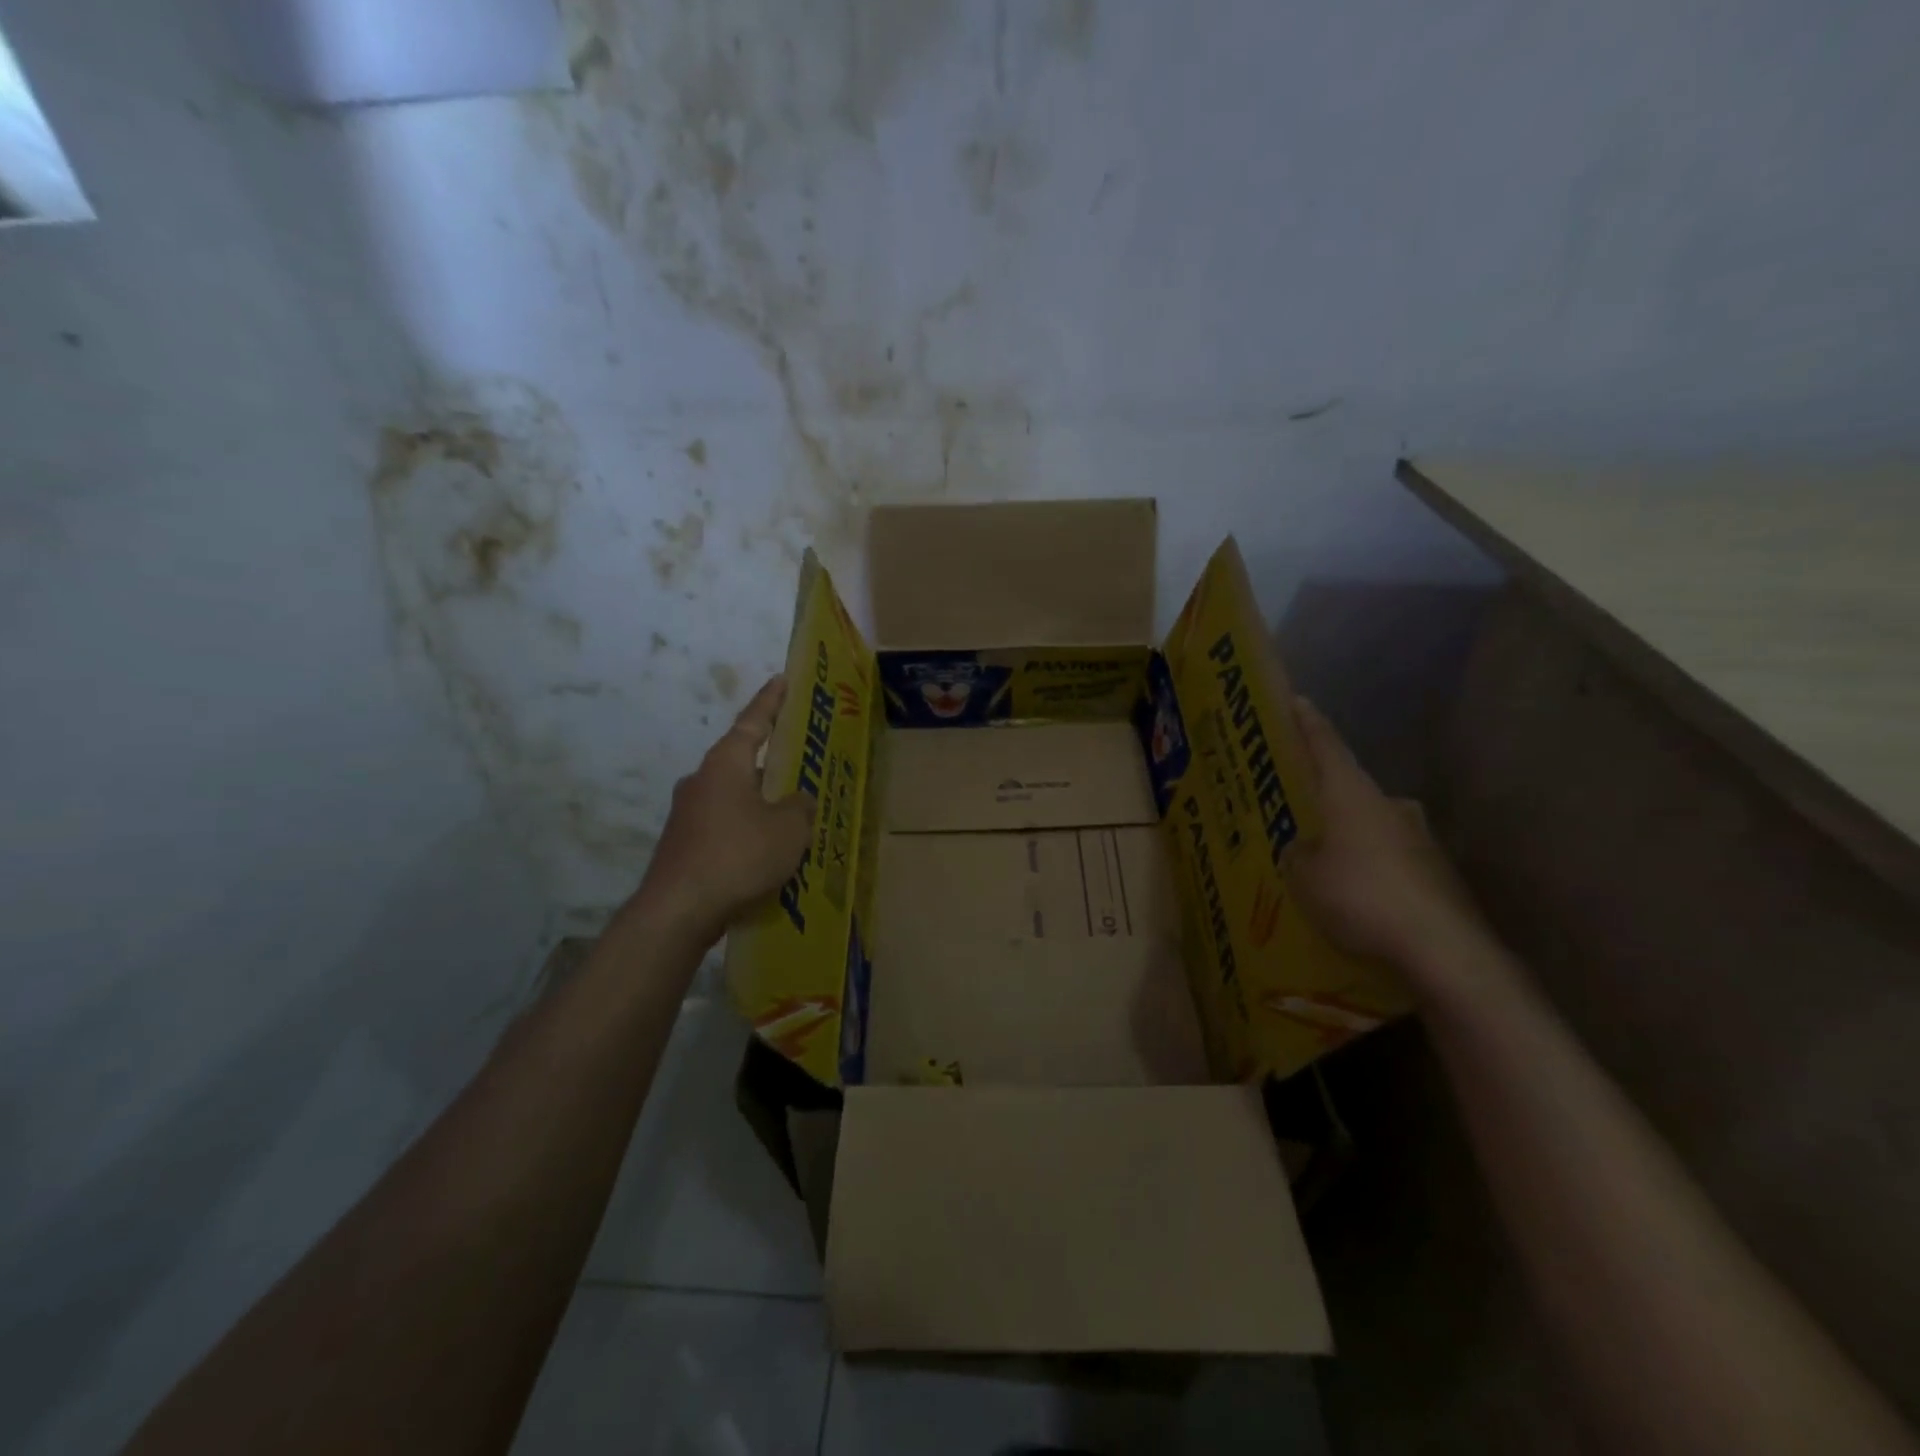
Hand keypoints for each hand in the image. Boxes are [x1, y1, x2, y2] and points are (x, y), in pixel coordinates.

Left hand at [636, 676, 813, 942]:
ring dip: (759, 801)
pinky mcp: (683, 845)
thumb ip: (800, 806)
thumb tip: (799, 800)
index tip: (781, 680)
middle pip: (741, 760)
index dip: (771, 701)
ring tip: (790, 815)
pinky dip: (746, 830)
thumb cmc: (738, 855)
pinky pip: (724, 826)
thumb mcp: (789, 828)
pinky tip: (766, 852)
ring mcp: (687, 814)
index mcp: (725, 764)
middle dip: (769, 761)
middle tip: (798, 761)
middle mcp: (701, 780)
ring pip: (733, 797)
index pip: (753, 722)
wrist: (678, 911)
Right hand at [1287, 697, 1486, 978]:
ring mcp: (1420, 838)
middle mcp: (1389, 805)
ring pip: (1372, 824)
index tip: (1296, 701)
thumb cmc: (1360, 896)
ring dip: (1349, 833)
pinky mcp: (1437, 872)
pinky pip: (1391, 858)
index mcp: (1351, 794)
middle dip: (1324, 793)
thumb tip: (1300, 848)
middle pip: (1349, 787)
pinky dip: (1371, 866)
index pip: (1325, 744)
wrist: (1442, 949)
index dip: (1306, 722)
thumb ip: (1295, 854)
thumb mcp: (1302, 875)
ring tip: (1324, 857)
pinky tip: (1357, 893)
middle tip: (1298, 805)